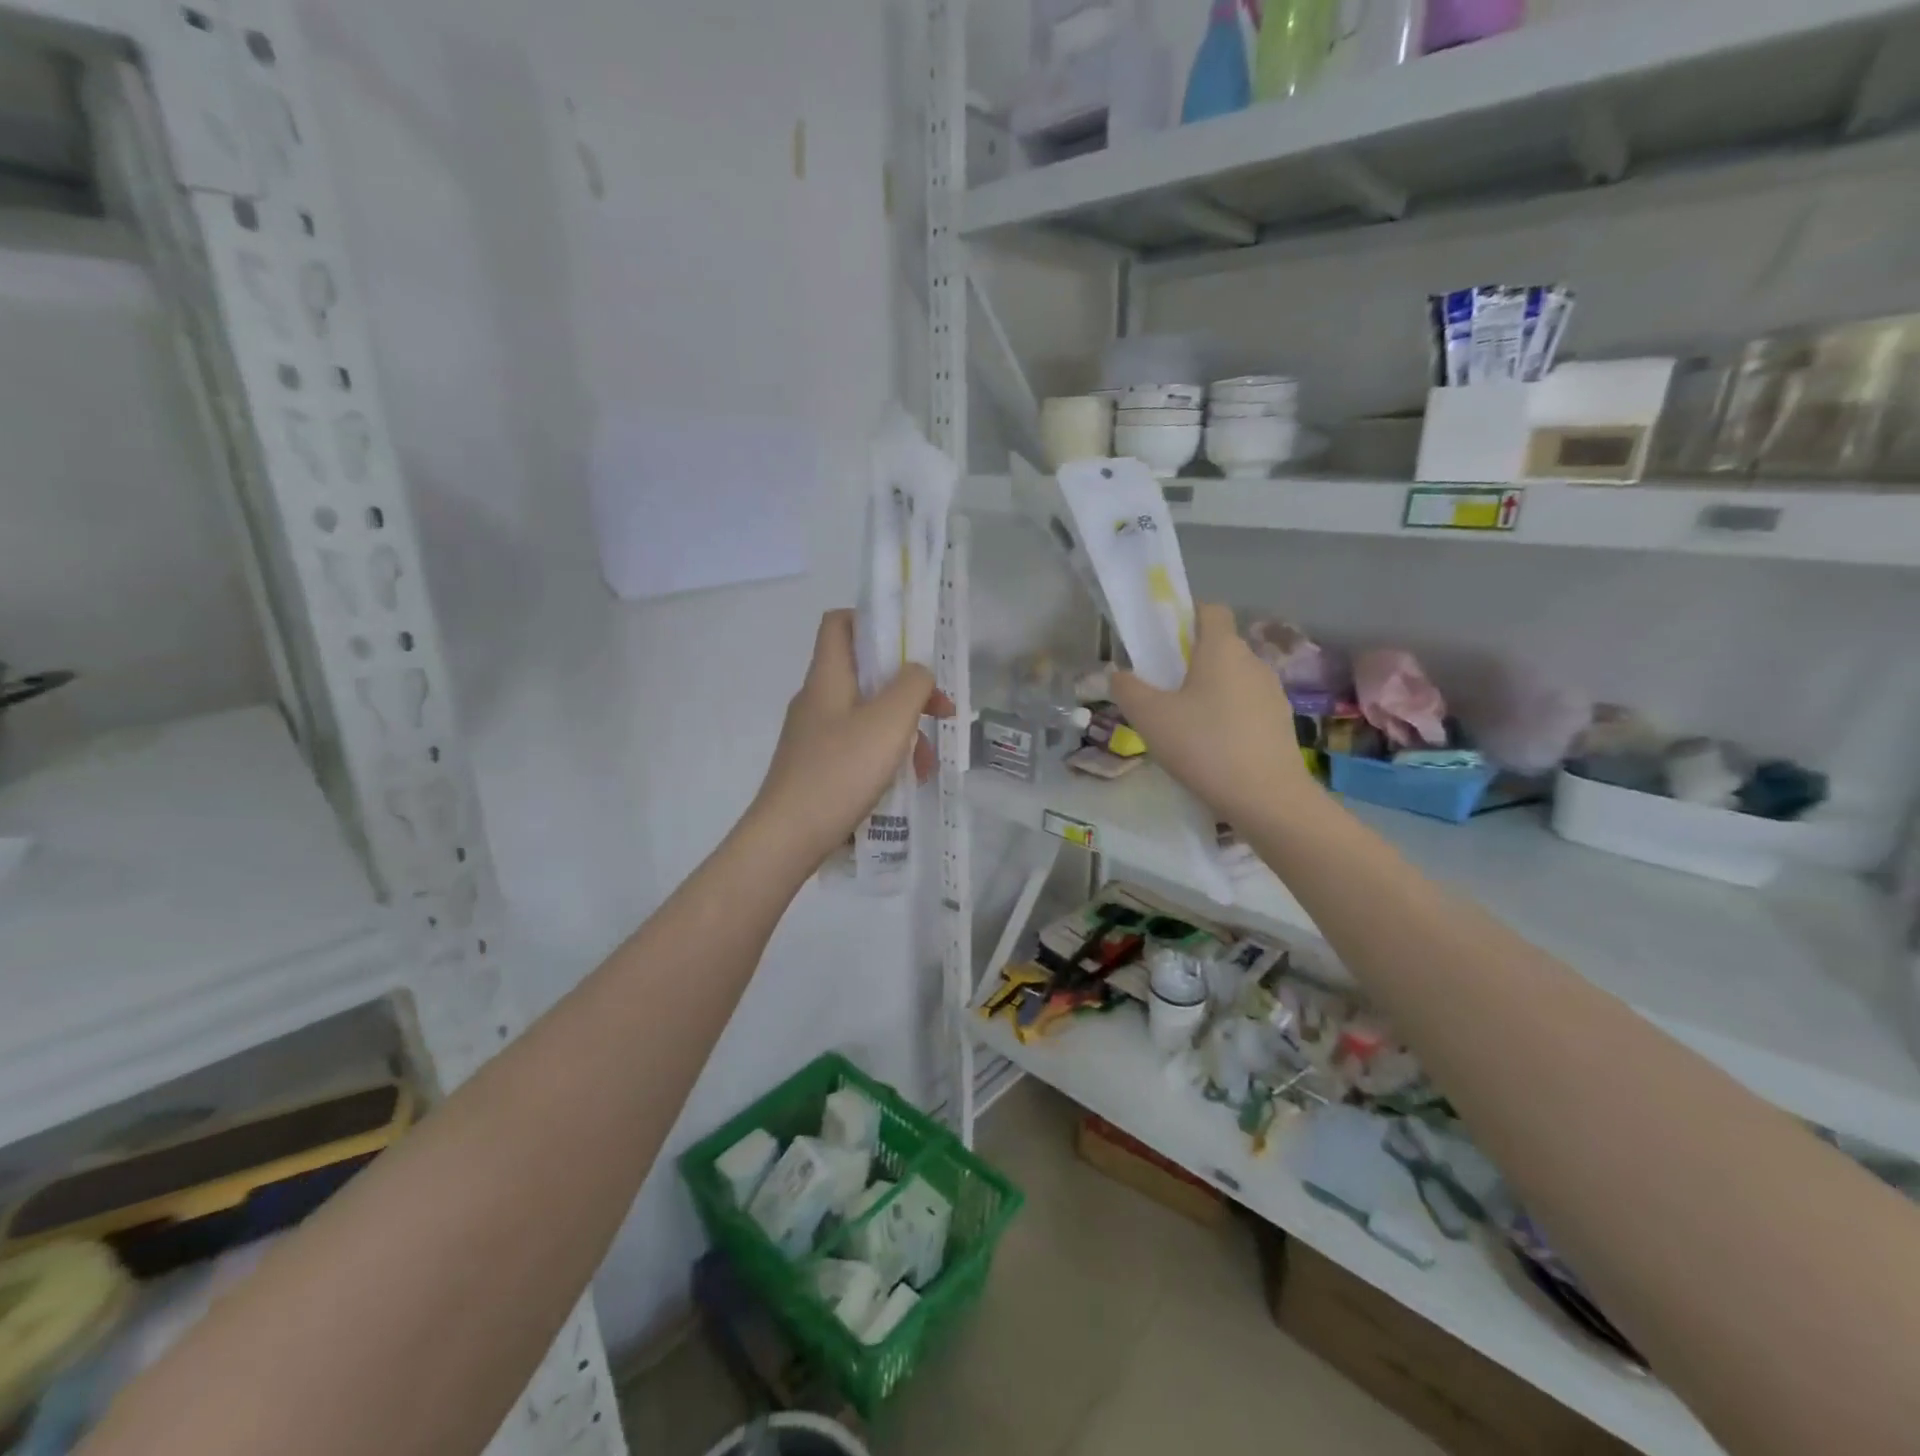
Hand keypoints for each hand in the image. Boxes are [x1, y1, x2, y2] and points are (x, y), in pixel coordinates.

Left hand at [749, 610, 951, 867]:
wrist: (788, 839)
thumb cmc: (840, 772)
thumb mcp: (888, 722)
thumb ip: (912, 686)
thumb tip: (918, 672)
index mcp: (827, 678)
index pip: (840, 623)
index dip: (874, 620)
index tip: (911, 645)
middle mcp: (817, 700)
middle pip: (865, 674)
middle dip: (908, 691)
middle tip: (940, 712)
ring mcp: (815, 736)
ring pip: (867, 715)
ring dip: (903, 731)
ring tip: (926, 765)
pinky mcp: (817, 767)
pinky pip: (858, 747)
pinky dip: (885, 756)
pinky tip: (905, 784)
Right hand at [1110, 602, 1317, 825]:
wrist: (1267, 798)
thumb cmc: (1204, 746)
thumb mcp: (1149, 717)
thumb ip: (1127, 689)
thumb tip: (1117, 673)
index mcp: (1222, 648)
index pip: (1209, 609)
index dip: (1185, 616)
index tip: (1162, 643)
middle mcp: (1252, 661)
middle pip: (1218, 646)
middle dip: (1190, 660)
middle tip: (1162, 691)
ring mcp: (1272, 692)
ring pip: (1233, 678)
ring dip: (1209, 690)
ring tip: (1184, 725)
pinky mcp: (1281, 722)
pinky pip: (1246, 705)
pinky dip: (1227, 715)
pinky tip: (1211, 747)